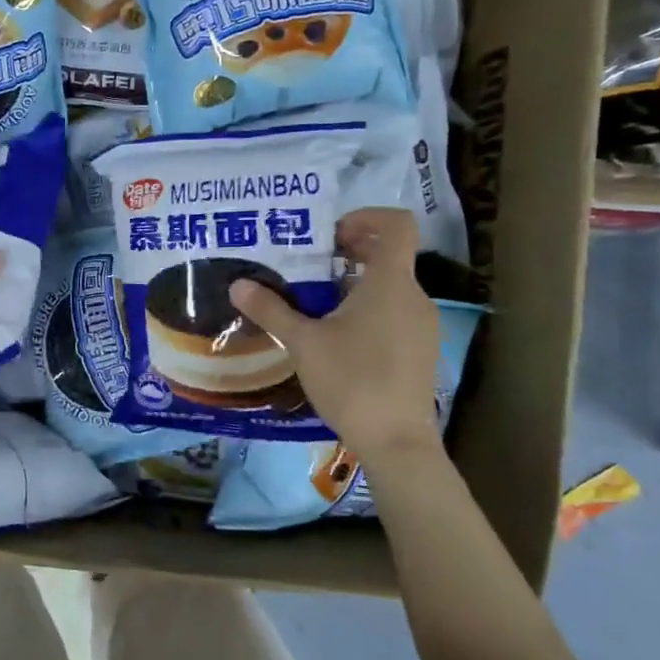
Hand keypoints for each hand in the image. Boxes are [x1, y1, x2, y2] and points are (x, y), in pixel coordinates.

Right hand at [230, 207, 442, 475]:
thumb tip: (238, 285)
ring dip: (355, 283)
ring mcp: (422, 325)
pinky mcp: (420, 349)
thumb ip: (271, 310)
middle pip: (390, 254)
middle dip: (350, 251)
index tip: (329, 234)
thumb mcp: (302, 342)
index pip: (396, 225)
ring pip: (390, 286)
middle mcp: (413, 296)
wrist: (396, 441)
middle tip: (310, 264)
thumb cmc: (352, 380)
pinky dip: (368, 308)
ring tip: (315, 302)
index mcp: (390, 283)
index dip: (365, 218)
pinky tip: (336, 336)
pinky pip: (394, 312)